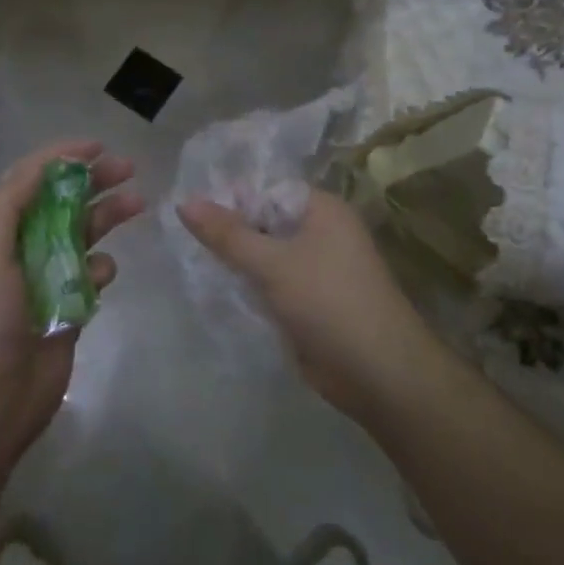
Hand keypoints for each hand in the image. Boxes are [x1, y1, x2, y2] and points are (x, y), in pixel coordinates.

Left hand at [0, 139, 143, 469]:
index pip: (28, 182)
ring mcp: (44, 283)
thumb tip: (43, 166)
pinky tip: (106, 272)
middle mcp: (20, 251)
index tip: (97, 146)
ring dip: (106, 218)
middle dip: (92, 182)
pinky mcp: (65, 314)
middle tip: (128, 168)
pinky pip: (90, 279)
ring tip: (137, 204)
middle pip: (60, 205)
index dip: (59, 158)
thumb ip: (9, 205)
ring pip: (81, 238)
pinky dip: (102, 269)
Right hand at [178, 189, 433, 425]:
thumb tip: (183, 201)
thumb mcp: (271, 263)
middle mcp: (322, 232)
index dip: (230, 198)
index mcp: (321, 209)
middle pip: (264, 221)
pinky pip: (272, 282)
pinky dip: (250, 284)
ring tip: (192, 260)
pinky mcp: (311, 301)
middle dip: (230, 231)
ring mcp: (317, 268)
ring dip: (237, 260)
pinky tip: (218, 287)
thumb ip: (226, 233)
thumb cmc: (328, 302)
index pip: (266, 189)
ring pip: (266, 254)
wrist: (380, 375)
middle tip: (183, 236)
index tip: (190, 211)